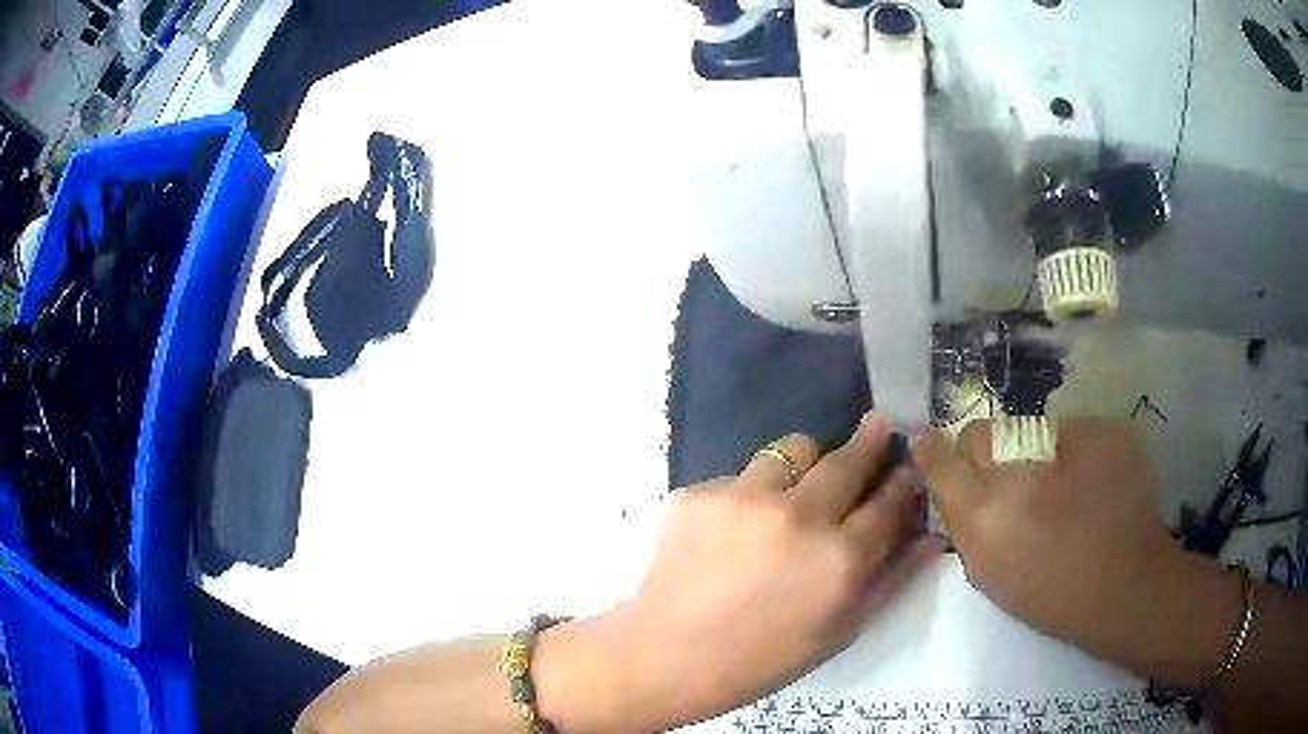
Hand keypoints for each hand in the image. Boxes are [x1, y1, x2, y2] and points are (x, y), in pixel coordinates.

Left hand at [601, 414, 941, 728]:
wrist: (667, 656)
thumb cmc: (762, 659)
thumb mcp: (839, 631)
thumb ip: (889, 579)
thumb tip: (928, 537)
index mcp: (839, 559)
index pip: (888, 503)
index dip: (904, 481)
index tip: (910, 466)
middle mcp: (798, 516)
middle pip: (848, 461)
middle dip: (870, 440)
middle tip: (878, 425)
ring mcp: (744, 498)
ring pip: (793, 449)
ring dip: (808, 460)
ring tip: (801, 480)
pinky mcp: (699, 492)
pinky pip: (741, 476)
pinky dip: (751, 492)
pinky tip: (737, 526)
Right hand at [912, 418, 1209, 677]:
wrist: (1127, 585)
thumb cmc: (1053, 595)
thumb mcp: (991, 576)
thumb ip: (966, 528)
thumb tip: (956, 490)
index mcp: (986, 516)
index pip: (942, 460)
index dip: (932, 449)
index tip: (927, 443)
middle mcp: (1019, 471)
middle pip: (980, 432)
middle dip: (983, 449)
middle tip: (1005, 474)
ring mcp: (1066, 443)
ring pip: (1026, 427)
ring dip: (1030, 450)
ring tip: (1058, 484)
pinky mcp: (1102, 429)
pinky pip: (1069, 429)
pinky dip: (1071, 450)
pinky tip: (1090, 480)